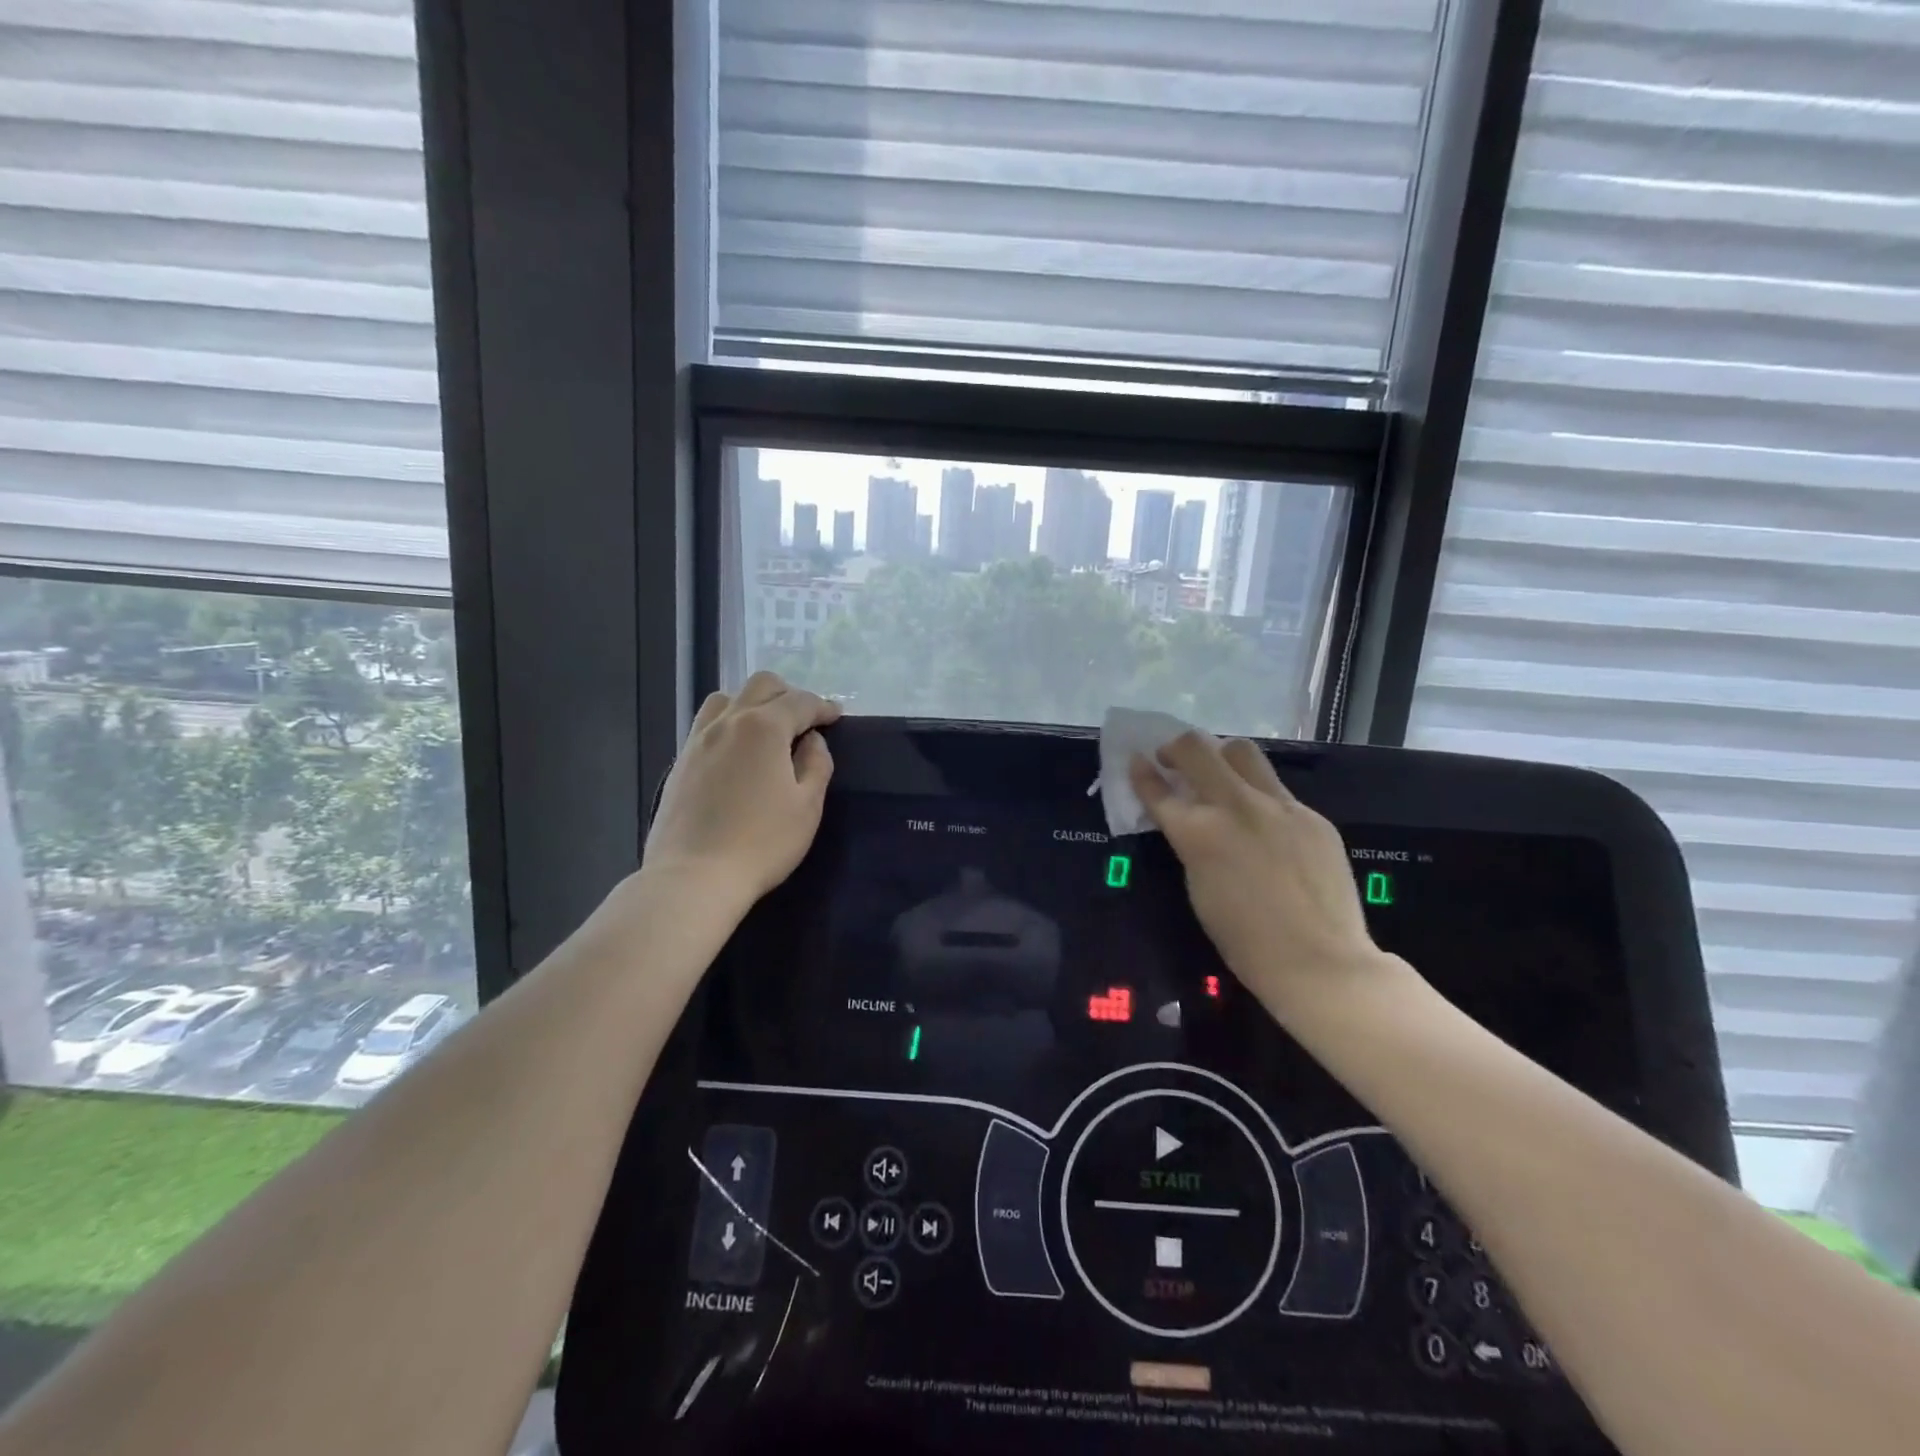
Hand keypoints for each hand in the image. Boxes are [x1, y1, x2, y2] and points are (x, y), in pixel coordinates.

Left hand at [644, 673, 841, 906]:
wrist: (694, 877)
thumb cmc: (762, 842)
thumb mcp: (807, 806)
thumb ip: (816, 764)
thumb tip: (812, 741)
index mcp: (763, 727)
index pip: (800, 701)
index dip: (822, 706)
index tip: (836, 716)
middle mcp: (728, 722)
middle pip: (760, 686)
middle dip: (788, 694)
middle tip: (804, 720)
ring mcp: (698, 740)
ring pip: (726, 699)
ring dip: (752, 703)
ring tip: (767, 731)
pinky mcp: (680, 762)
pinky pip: (706, 724)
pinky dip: (729, 723)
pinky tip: (737, 752)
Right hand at [1130, 734, 1387, 1012]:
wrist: (1320, 962)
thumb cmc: (1244, 940)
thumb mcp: (1198, 885)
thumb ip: (1190, 842)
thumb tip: (1188, 817)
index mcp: (1199, 833)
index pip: (1158, 789)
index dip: (1142, 772)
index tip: (1137, 761)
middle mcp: (1236, 806)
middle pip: (1198, 748)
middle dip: (1177, 747)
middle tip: (1173, 760)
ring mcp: (1279, 806)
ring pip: (1243, 752)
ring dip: (1221, 757)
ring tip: (1219, 777)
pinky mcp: (1312, 815)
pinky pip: (1277, 790)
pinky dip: (1258, 796)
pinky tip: (1263, 825)